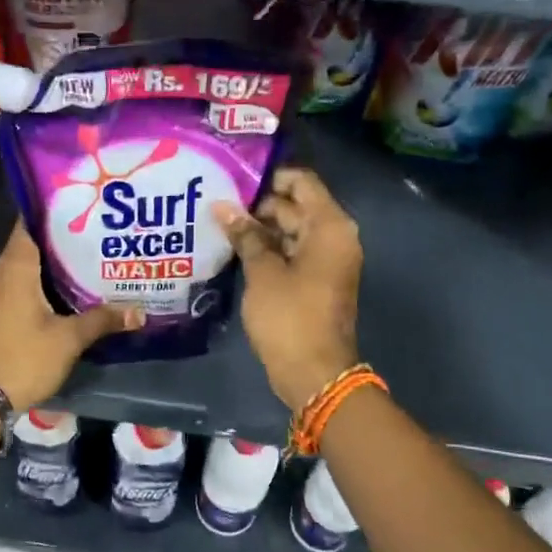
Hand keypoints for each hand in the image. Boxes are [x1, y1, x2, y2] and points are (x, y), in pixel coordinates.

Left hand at [0, 224, 142, 411]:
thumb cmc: (26, 357)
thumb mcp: (70, 338)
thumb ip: (103, 319)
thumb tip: (140, 311)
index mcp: (15, 267)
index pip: (30, 222)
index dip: (54, 210)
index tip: (82, 202)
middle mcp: (1, 272)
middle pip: (32, 242)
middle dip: (63, 236)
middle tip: (98, 229)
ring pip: (27, 264)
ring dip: (55, 260)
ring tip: (91, 254)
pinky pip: (22, 282)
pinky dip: (44, 280)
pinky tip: (71, 287)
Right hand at [215, 167, 362, 411]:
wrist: (314, 373)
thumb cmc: (290, 317)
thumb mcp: (263, 272)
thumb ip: (245, 235)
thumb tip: (223, 206)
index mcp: (330, 227)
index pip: (302, 182)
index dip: (269, 177)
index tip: (234, 180)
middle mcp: (334, 237)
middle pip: (295, 206)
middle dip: (258, 205)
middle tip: (217, 202)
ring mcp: (326, 261)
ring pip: (291, 231)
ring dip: (260, 229)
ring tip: (219, 223)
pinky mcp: (315, 281)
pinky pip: (292, 253)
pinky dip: (268, 250)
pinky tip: (235, 249)